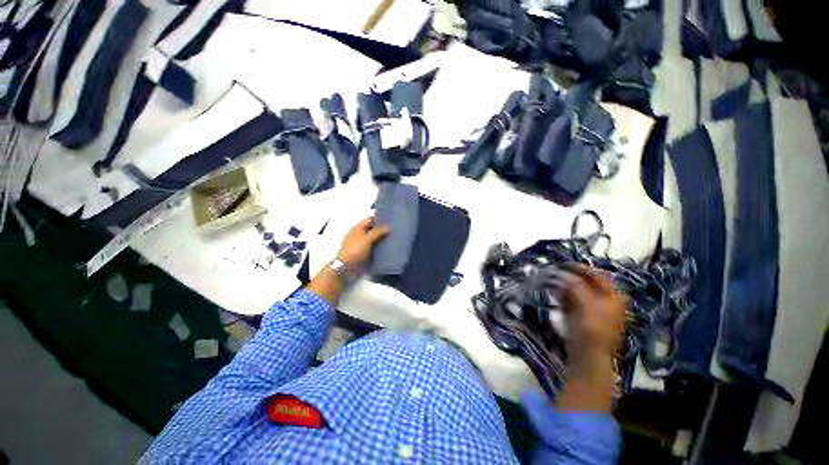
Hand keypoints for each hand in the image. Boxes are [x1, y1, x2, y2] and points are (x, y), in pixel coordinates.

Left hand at [336, 217, 389, 270]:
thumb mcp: (367, 239)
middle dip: (381, 229)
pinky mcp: (363, 252)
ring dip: (381, 239)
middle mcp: (359, 234)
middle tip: (394, 230)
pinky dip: (379, 247)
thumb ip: (378, 232)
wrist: (347, 267)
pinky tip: (387, 248)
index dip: (379, 219)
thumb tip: (388, 227)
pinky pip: (373, 247)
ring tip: (393, 239)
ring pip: (373, 238)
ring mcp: (360, 244)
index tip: (390, 221)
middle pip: (372, 229)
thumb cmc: (356, 249)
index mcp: (357, 228)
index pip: (369, 219)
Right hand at [555, 267, 626, 412]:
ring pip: (579, 290)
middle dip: (570, 277)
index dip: (580, 268)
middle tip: (555, 273)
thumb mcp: (586, 303)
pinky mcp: (585, 315)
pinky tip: (556, 296)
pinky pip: (574, 299)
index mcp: (615, 295)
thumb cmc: (592, 328)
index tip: (562, 264)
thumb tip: (563, 273)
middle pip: (587, 282)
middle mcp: (608, 300)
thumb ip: (576, 285)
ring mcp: (596, 308)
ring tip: (553, 284)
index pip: (597, 274)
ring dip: (566, 286)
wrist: (589, 356)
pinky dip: (565, 295)